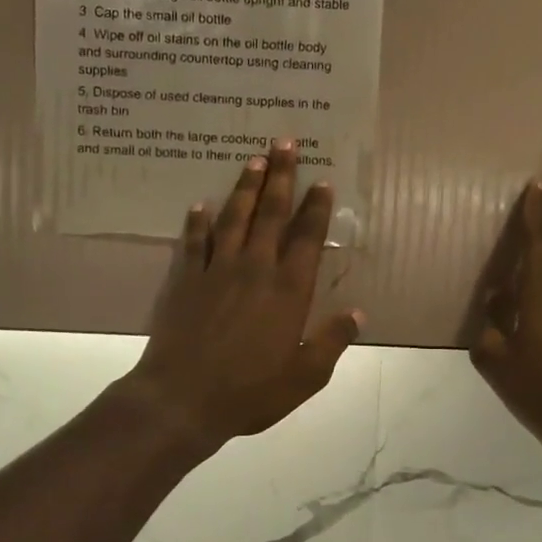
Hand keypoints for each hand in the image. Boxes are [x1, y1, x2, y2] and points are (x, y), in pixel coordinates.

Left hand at [123, 141, 362, 454]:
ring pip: (234, 217)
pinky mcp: (185, 279)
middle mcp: (255, 269)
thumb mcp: (305, 376)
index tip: (322, 180)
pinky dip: (198, 222)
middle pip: (271, 213)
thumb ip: (333, 341)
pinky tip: (200, 205)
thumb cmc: (249, 392)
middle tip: (286, 142)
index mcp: (288, 290)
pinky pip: (193, 241)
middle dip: (282, 176)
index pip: (307, 237)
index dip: (316, 207)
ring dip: (246, 187)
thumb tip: (358, 314)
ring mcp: (216, 270)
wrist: (182, 399)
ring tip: (254, 159)